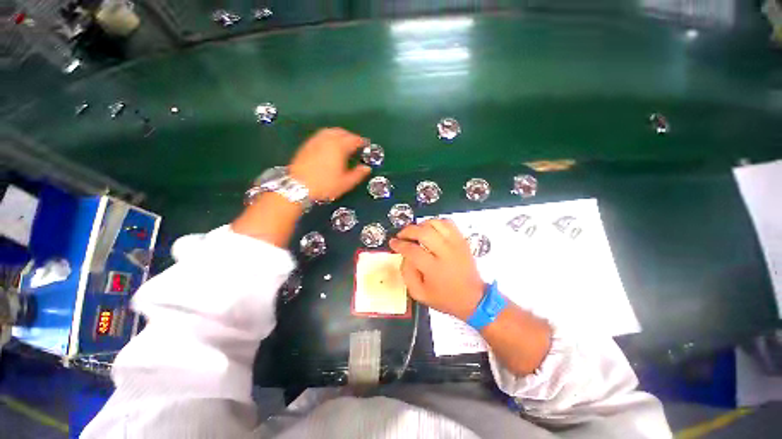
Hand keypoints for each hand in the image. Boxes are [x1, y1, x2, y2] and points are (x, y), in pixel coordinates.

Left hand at [289, 128, 371, 200]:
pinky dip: (329, 137)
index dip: (362, 142)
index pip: (354, 140)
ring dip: (339, 135)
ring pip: (330, 131)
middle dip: (350, 136)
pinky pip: (321, 135)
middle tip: (356, 144)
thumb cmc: (325, 185)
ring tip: (344, 143)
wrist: (298, 187)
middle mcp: (327, 140)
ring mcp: (315, 141)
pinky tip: (329, 146)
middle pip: (342, 132)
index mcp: (339, 147)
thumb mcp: (345, 183)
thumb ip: (358, 174)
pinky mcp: (307, 145)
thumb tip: (367, 168)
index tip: (366, 145)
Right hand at [389, 219, 483, 320]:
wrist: (474, 298)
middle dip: (408, 231)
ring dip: (421, 225)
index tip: (393, 242)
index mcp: (434, 269)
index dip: (399, 244)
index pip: (412, 250)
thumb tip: (404, 256)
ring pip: (436, 224)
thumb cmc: (445, 298)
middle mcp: (446, 253)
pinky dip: (436, 223)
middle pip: (424, 232)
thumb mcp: (420, 294)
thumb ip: (407, 274)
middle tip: (401, 235)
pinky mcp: (462, 240)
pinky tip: (430, 229)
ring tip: (415, 232)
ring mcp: (456, 244)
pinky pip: (448, 223)